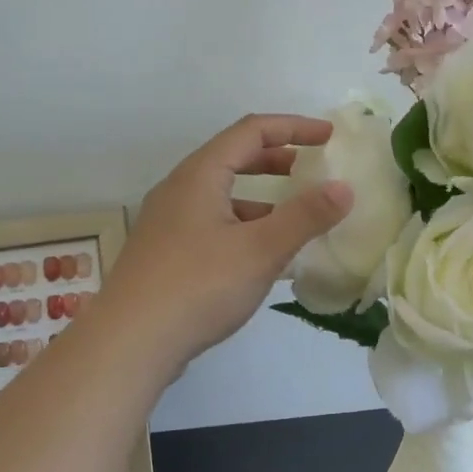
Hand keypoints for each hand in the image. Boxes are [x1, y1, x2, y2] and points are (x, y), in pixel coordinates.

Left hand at [103, 114, 353, 368]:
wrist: (129, 344)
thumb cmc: (198, 286)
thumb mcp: (261, 250)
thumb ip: (305, 217)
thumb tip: (344, 188)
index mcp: (200, 175)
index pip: (252, 131)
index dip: (293, 127)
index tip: (328, 137)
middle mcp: (180, 190)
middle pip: (233, 158)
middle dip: (276, 159)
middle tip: (310, 169)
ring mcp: (168, 223)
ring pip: (222, 195)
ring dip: (260, 197)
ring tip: (294, 216)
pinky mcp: (165, 254)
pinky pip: (212, 224)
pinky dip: (243, 226)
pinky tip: (261, 257)